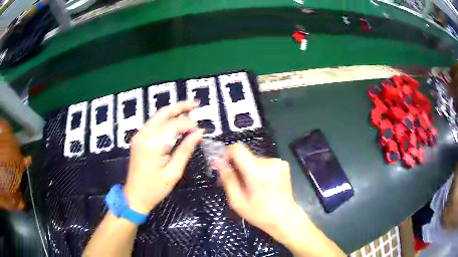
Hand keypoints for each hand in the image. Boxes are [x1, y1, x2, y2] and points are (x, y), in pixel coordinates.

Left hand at [123, 101, 204, 214]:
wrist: (135, 196)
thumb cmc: (155, 189)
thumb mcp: (174, 172)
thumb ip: (185, 149)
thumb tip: (199, 133)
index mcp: (152, 145)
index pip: (173, 125)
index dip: (188, 124)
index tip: (200, 129)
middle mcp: (143, 135)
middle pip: (163, 113)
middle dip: (180, 107)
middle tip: (196, 104)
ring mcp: (139, 136)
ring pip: (158, 116)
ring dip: (173, 112)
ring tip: (189, 111)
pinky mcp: (139, 139)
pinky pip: (154, 124)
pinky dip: (166, 120)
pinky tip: (176, 122)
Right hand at [212, 143, 303, 238]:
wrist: (285, 217)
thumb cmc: (260, 214)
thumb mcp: (237, 201)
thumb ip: (227, 179)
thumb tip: (217, 161)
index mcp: (258, 173)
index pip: (238, 149)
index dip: (227, 153)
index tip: (222, 164)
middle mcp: (270, 163)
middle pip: (245, 156)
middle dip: (237, 166)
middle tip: (236, 183)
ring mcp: (278, 162)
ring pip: (254, 159)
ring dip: (248, 169)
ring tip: (251, 186)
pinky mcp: (283, 164)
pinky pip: (263, 162)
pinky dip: (258, 170)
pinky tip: (261, 184)